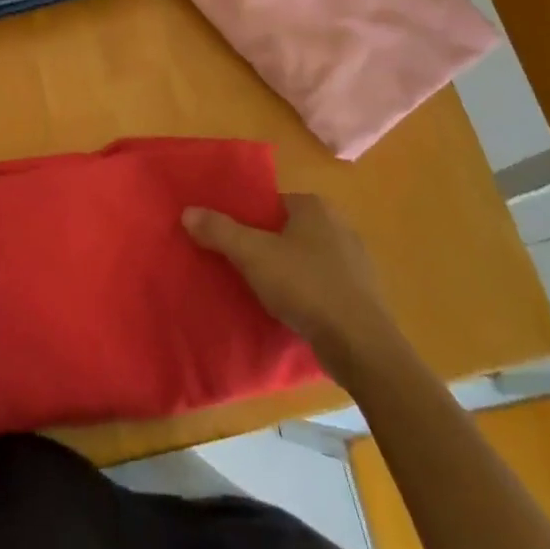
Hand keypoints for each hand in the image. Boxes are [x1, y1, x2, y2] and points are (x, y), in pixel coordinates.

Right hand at [183, 194, 396, 381]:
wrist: (361, 345)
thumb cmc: (306, 286)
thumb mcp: (253, 255)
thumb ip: (220, 231)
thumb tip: (188, 211)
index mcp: (314, 206)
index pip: (270, 203)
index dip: (246, 220)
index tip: (228, 242)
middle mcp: (338, 223)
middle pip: (286, 229)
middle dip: (265, 246)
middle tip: (239, 267)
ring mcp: (354, 259)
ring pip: (305, 257)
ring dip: (285, 271)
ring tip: (260, 291)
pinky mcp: (361, 292)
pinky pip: (322, 283)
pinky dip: (305, 292)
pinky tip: (290, 310)